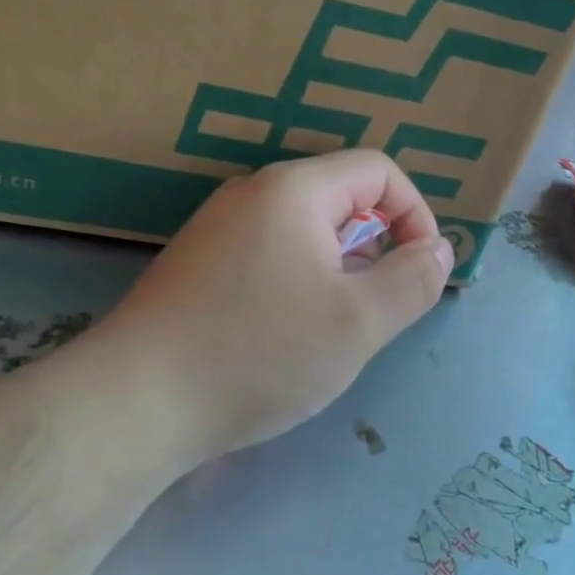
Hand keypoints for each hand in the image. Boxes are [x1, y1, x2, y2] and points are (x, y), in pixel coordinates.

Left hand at [106, 150, 453, 464]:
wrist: (135, 403)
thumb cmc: (259, 353)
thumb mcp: (359, 322)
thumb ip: (413, 280)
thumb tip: (439, 250)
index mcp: (293, 190)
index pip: (378, 170)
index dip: (415, 214)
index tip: (419, 272)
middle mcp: (252, 195)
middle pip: (342, 200)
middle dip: (375, 249)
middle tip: (374, 313)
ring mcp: (218, 230)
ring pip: (306, 234)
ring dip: (339, 273)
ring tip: (332, 331)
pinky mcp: (198, 267)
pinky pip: (270, 257)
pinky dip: (299, 285)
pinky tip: (285, 338)